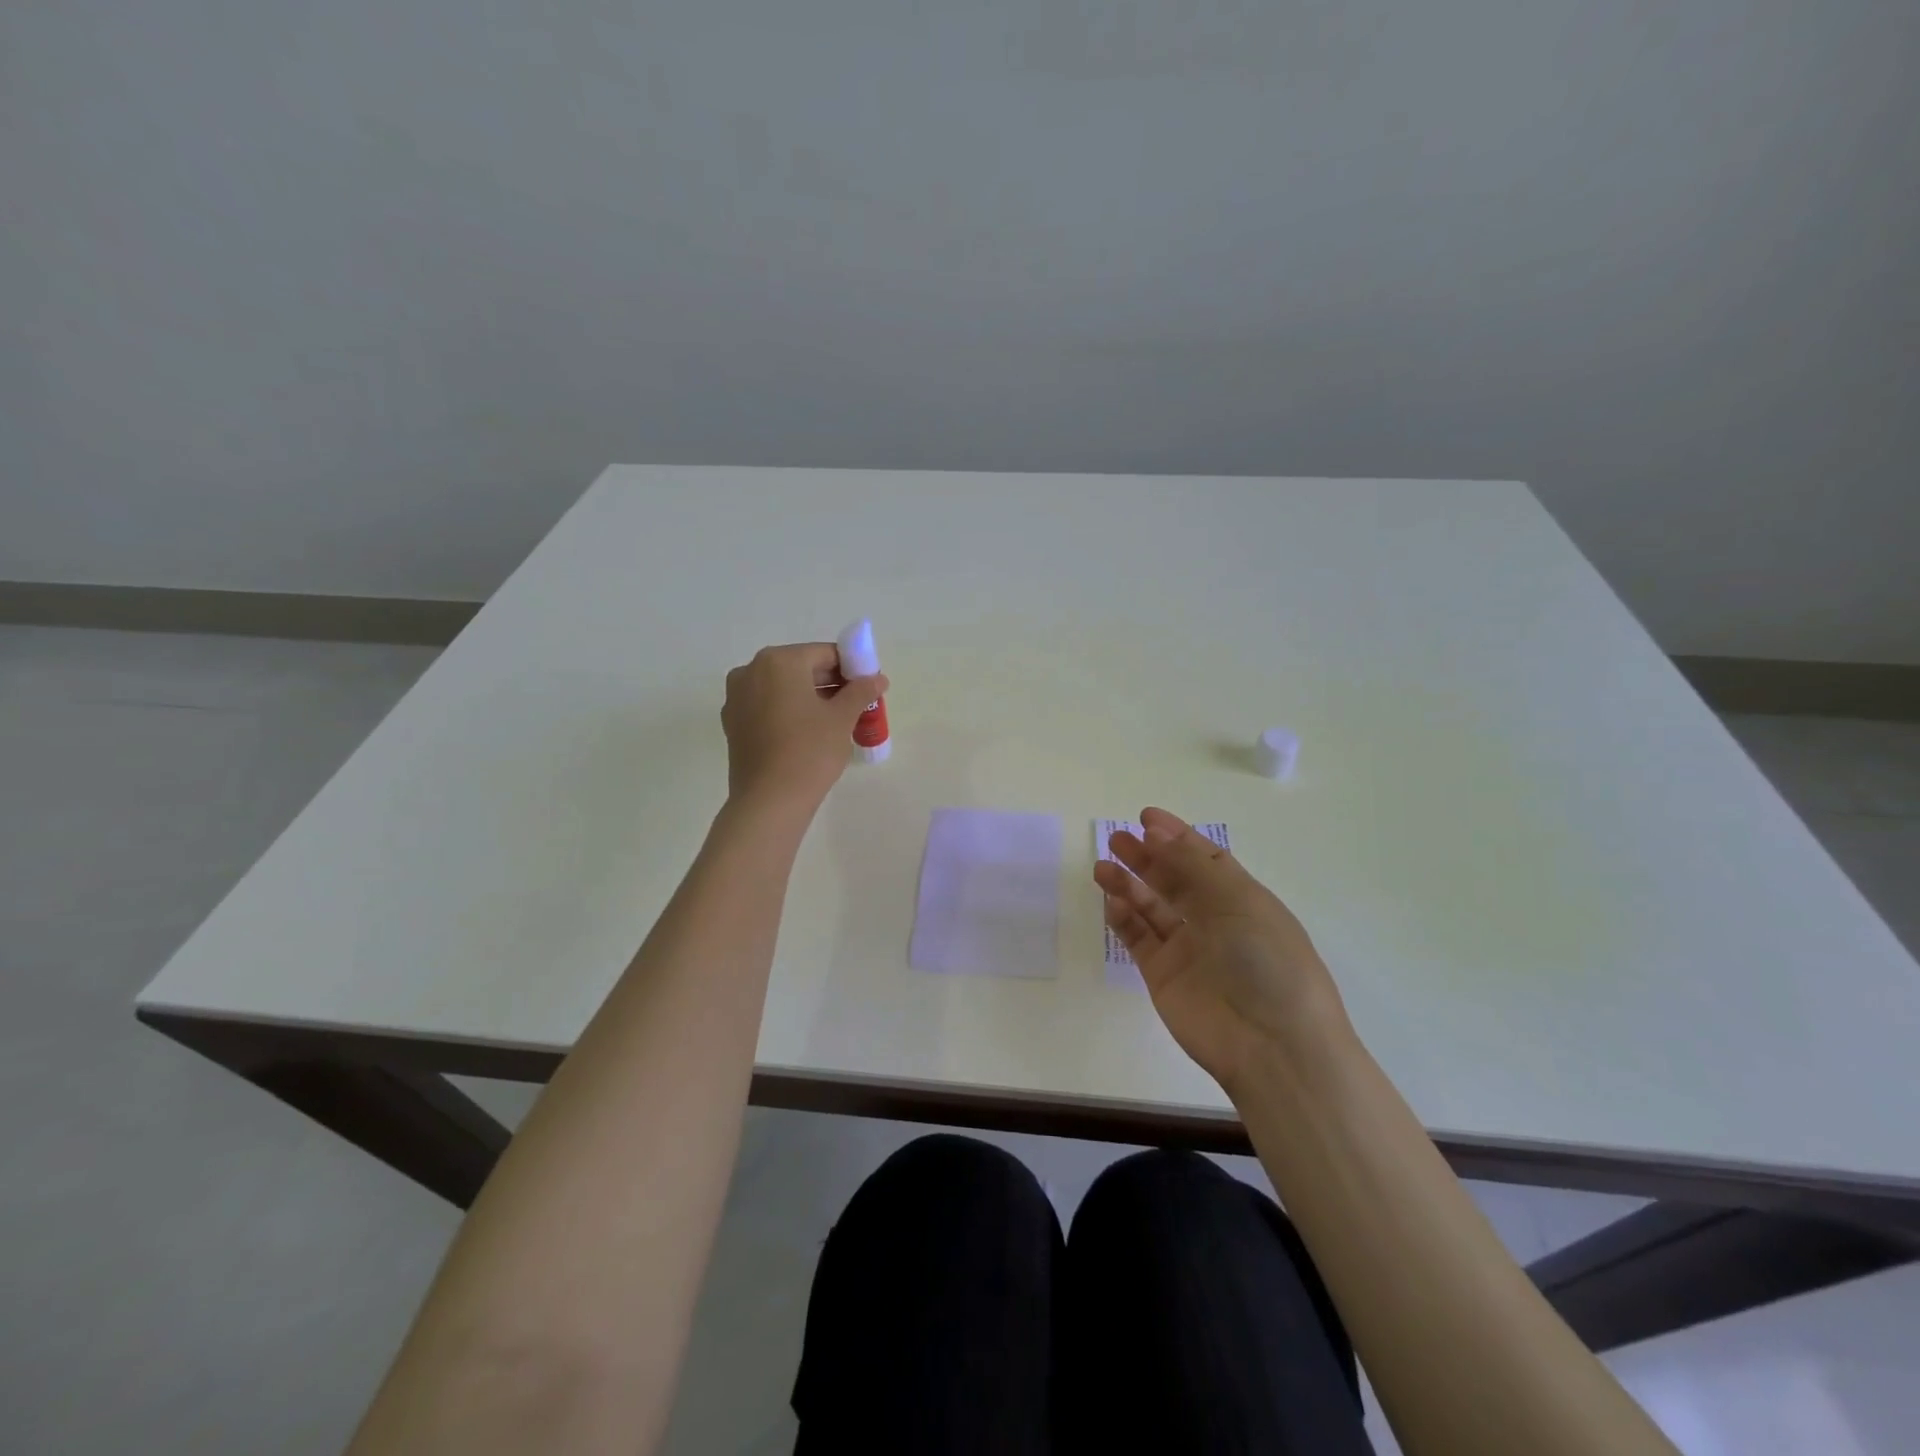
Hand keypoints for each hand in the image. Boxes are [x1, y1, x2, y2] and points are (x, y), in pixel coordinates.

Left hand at [721, 643, 888, 808]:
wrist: (769, 801)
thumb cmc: (809, 751)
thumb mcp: (842, 718)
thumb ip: (861, 691)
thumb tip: (878, 678)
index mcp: (778, 661)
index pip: (825, 654)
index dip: (851, 668)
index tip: (868, 687)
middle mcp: (751, 670)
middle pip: (801, 668)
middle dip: (830, 683)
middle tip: (856, 705)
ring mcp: (737, 697)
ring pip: (783, 688)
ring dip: (810, 698)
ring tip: (836, 721)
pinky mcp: (733, 723)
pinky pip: (768, 706)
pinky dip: (789, 712)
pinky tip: (809, 733)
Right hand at [1094, 807, 1351, 1095]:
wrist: (1272, 1045)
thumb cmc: (1267, 961)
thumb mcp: (1238, 900)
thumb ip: (1193, 864)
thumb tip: (1157, 833)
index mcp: (1241, 900)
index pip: (1204, 858)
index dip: (1176, 836)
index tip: (1145, 818)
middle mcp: (1214, 921)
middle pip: (1172, 880)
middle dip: (1146, 857)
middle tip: (1116, 839)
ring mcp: (1187, 950)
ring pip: (1150, 908)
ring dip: (1128, 885)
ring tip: (1102, 866)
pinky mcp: (1163, 976)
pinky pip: (1138, 940)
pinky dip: (1123, 919)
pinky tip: (1111, 902)